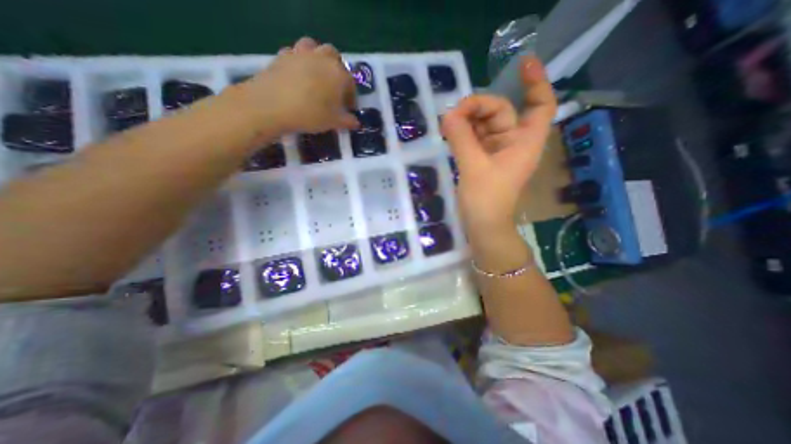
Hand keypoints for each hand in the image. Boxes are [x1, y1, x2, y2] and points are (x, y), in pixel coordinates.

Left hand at [235, 37, 359, 132]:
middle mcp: (322, 58)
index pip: (351, 84)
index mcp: (339, 74)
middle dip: (337, 71)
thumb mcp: (334, 122)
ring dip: (318, 58)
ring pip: (314, 47)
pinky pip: (295, 53)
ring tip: (316, 76)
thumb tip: (356, 123)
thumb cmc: (310, 114)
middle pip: (334, 57)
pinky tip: (297, 75)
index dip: (351, 98)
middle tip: (334, 88)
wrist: (272, 105)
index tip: (348, 109)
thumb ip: (348, 121)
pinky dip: (299, 61)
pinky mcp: (283, 55)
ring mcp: (301, 53)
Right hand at [444, 57, 555, 240]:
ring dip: (467, 121)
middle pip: (501, 111)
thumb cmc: (486, 200)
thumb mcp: (473, 167)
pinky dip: (463, 133)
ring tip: (447, 125)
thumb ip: (461, 138)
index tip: (522, 64)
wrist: (482, 226)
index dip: (536, 82)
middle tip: (453, 114)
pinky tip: (449, 133)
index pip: (540, 105)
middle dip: (478, 107)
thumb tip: (448, 114)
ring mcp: (497, 151)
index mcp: (524, 142)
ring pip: (484, 125)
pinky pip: (474, 138)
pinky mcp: (483, 159)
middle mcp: (513, 143)